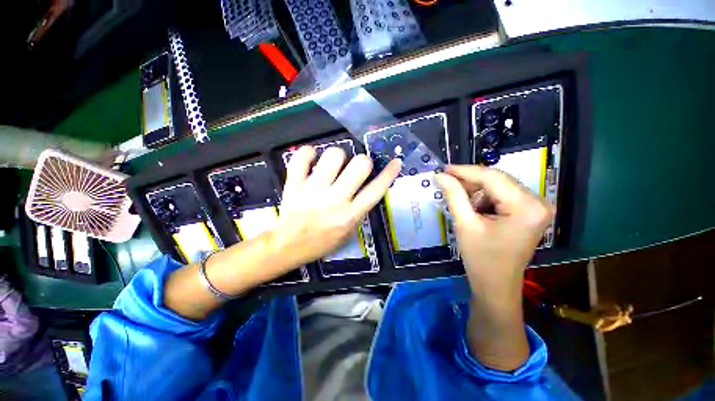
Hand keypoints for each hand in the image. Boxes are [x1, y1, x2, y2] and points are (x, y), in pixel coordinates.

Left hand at [270, 146, 400, 268]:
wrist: (290, 246)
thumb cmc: (323, 241)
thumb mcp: (349, 232)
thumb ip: (360, 210)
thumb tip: (369, 186)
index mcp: (350, 215)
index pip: (376, 189)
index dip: (389, 173)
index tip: (395, 162)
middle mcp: (334, 200)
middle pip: (359, 166)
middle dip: (363, 161)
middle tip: (357, 166)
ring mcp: (313, 190)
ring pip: (333, 156)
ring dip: (338, 156)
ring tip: (333, 164)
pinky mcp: (294, 184)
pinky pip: (302, 158)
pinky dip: (308, 153)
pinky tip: (312, 157)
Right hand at [435, 165, 552, 303]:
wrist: (496, 286)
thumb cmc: (481, 259)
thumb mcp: (465, 224)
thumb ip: (453, 195)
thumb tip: (440, 175)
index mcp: (526, 207)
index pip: (492, 177)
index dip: (465, 171)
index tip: (443, 168)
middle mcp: (538, 202)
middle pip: (497, 180)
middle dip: (470, 181)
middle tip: (446, 181)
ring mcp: (536, 207)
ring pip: (498, 186)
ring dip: (476, 190)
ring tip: (458, 199)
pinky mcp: (529, 213)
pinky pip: (503, 195)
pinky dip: (484, 198)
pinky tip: (472, 207)